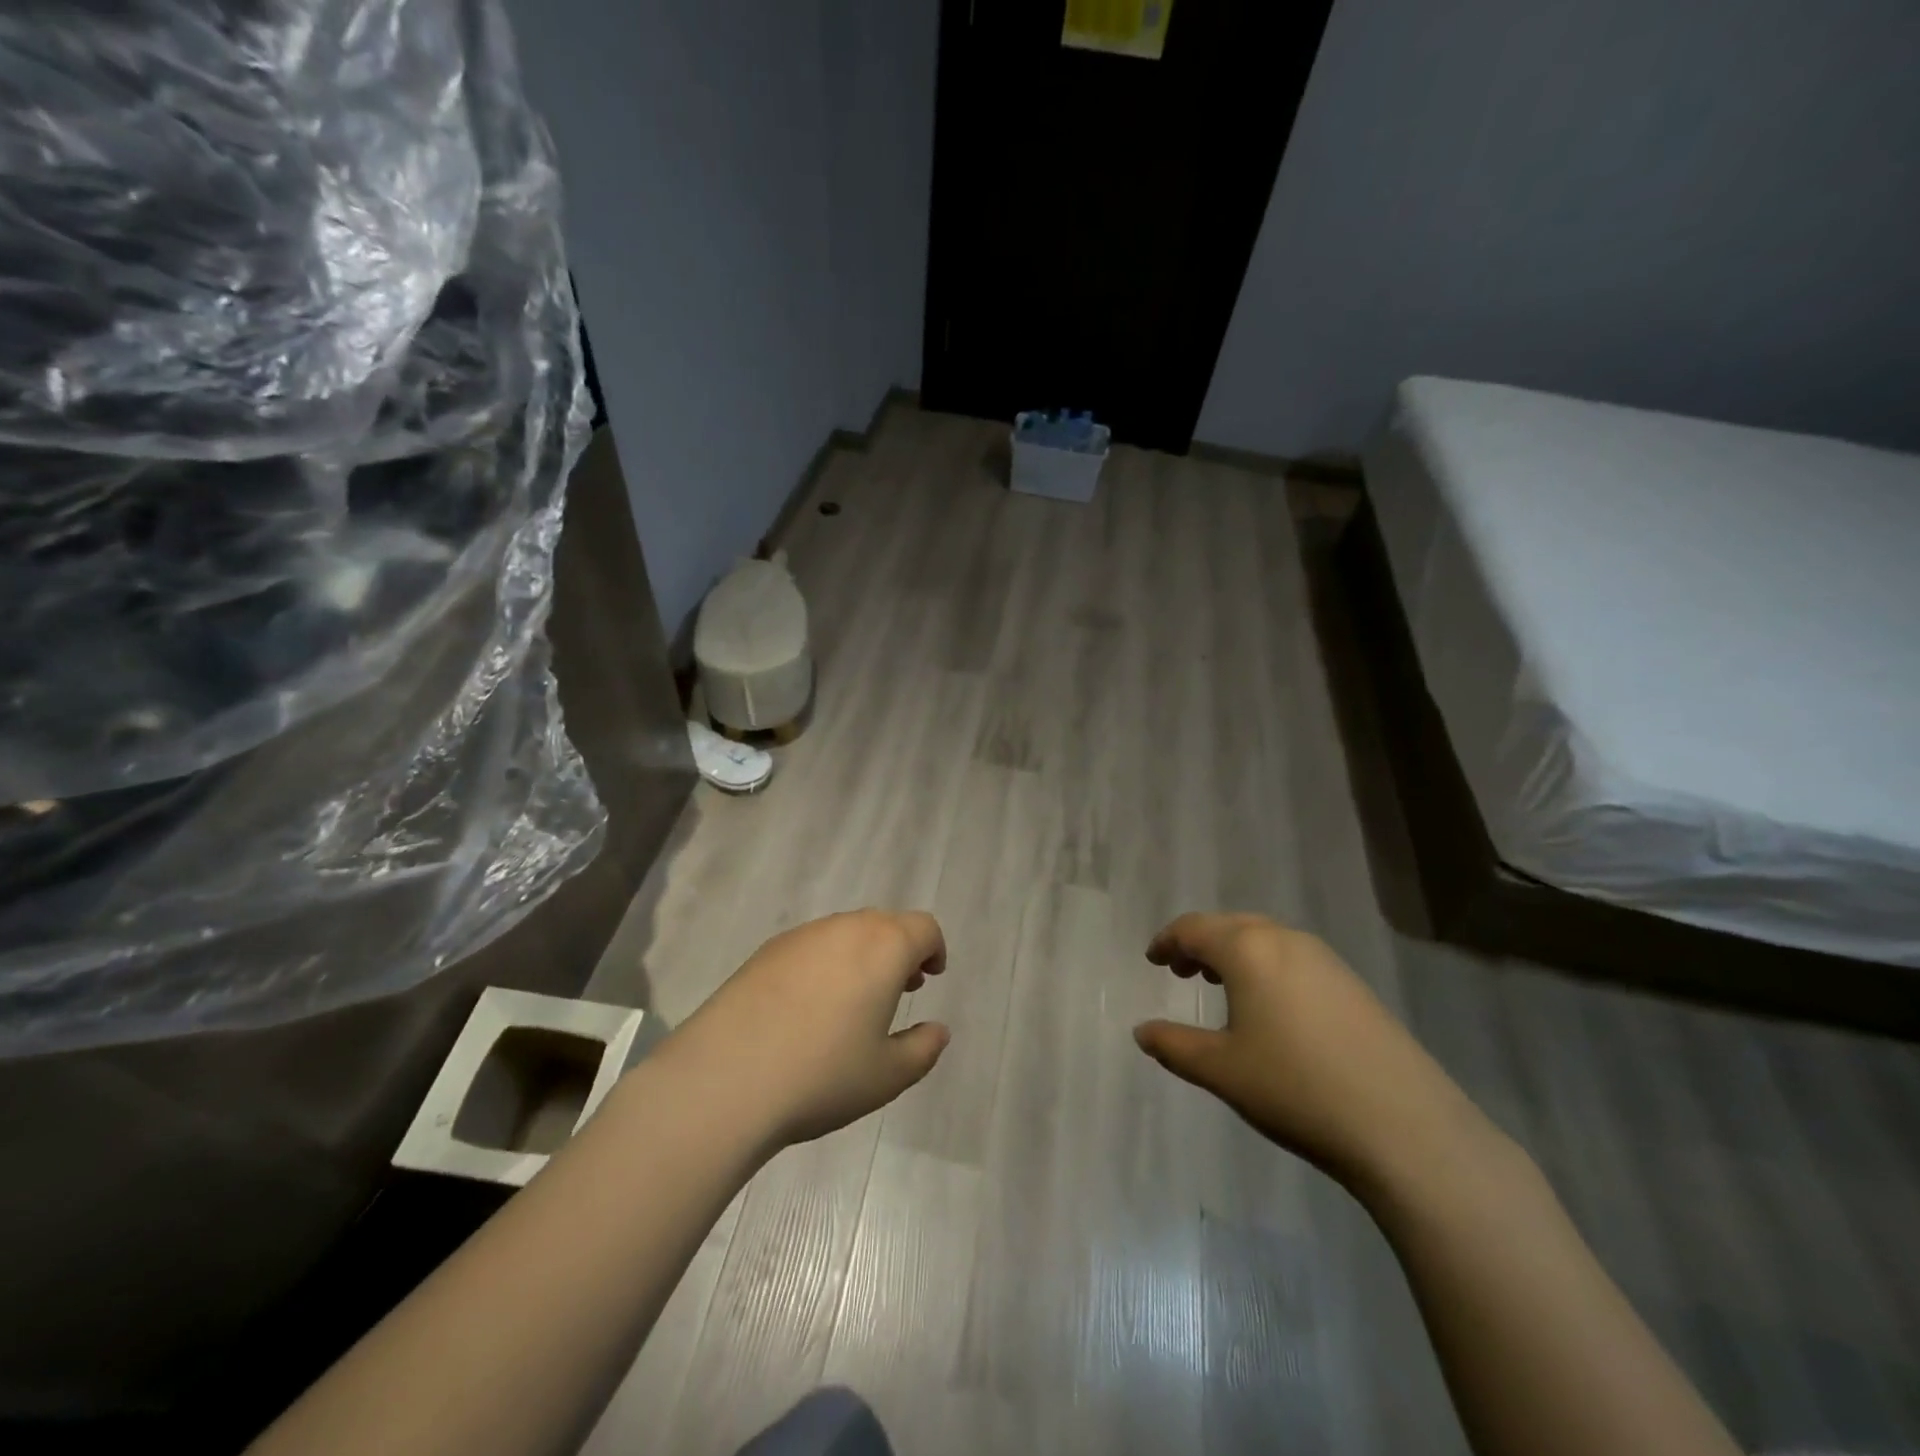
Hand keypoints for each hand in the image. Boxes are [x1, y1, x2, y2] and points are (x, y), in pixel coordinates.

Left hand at [660, 910, 950, 1150]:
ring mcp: (801, 936)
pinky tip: (808, 1008)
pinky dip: (825, 963)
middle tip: (899, 990)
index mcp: (883, 947)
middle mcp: (844, 928)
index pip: (923, 927)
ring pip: (845, 932)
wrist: (723, 1078)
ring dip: (862, 955)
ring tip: (854, 1001)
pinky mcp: (765, 952)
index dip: (934, 949)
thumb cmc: (822, 1075)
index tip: (930, 978)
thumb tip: (937, 1030)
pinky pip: (811, 946)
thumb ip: (922, 1048)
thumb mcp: (887, 1075)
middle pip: (885, 924)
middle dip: (899, 951)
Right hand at [1133, 913, 1485, 1191]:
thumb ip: (1174, 1046)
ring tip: (1220, 983)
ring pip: (1265, 939)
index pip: (1194, 928)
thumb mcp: (1221, 1070)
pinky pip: (1294, 957)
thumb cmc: (1295, 1088)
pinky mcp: (1353, 984)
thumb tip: (1142, 1032)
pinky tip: (1270, 1006)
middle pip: (1230, 926)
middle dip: (1200, 943)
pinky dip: (1267, 966)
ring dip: (1235, 953)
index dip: (1167, 941)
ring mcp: (1325, 960)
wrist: (1404, 1126)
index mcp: (1248, 949)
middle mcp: (1285, 940)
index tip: (1152, 959)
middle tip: (1180, 970)